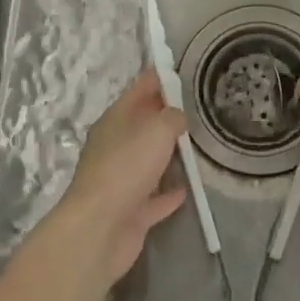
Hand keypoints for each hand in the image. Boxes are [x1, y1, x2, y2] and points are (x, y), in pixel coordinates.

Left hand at [52, 69, 188, 283]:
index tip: (183, 72)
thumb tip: (178, 117)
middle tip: (200, 111)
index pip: (140, 90)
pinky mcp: (130, 211)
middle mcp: (115, 146)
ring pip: (148, 161)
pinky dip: (168, 193)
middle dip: (167, 118)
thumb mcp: (157, 129)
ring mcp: (120, 181)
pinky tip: (188, 189)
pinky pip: (154, 197)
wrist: (99, 229)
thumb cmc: (126, 168)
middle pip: (144, 126)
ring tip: (199, 147)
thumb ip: (173, 117)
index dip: (160, 79)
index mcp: (115, 120)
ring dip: (169, 156)